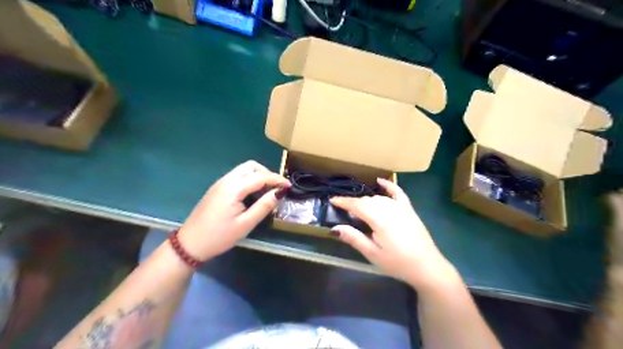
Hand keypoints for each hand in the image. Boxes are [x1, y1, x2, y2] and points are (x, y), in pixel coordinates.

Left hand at [178, 160, 288, 258]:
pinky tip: (253, 194)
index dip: (277, 180)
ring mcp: (220, 183)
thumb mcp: (245, 224)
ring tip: (267, 191)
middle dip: (267, 173)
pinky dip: (249, 180)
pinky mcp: (217, 189)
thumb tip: (280, 193)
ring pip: (243, 170)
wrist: (189, 244)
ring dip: (258, 176)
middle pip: (251, 166)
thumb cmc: (219, 236)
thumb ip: (264, 206)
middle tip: (276, 188)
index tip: (289, 186)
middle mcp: (226, 180)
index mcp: (233, 188)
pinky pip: (237, 177)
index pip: (260, 176)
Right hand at [333, 178, 458, 289]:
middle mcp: (389, 208)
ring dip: (366, 200)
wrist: (427, 267)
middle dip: (354, 203)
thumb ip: (354, 238)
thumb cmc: (397, 263)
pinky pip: (397, 192)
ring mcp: (401, 207)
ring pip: (378, 198)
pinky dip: (388, 185)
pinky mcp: (409, 209)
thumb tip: (335, 228)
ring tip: (358, 208)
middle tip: (344, 211)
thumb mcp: (373, 254)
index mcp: (379, 219)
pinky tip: (380, 181)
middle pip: (367, 201)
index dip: (343, 201)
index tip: (332, 200)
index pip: (357, 205)